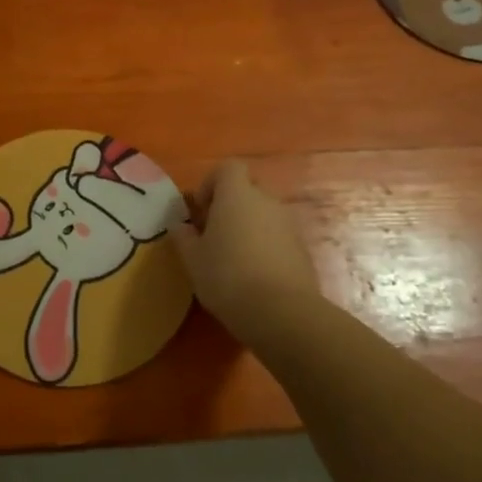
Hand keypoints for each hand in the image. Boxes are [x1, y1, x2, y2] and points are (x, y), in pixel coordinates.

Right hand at [168, 159, 320, 336]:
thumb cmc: (227, 277)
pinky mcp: (302, 250)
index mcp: (237, 195)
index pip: (228, 167)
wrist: (281, 313)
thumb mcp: (193, 259)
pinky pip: (278, 237)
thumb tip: (180, 226)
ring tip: (233, 258)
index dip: (211, 183)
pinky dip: (265, 246)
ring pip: (263, 214)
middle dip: (230, 205)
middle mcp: (266, 201)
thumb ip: (184, 237)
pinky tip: (253, 275)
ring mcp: (288, 225)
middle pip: (248, 188)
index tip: (201, 211)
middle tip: (214, 233)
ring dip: (248, 227)